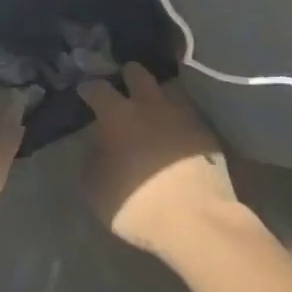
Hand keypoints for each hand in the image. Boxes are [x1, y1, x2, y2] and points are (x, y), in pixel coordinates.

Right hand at [77, 64, 241, 262]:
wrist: (196, 219)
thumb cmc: (136, 203)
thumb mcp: (96, 190)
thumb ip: (92, 161)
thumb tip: (97, 148)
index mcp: (118, 115)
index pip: (97, 88)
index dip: (88, 88)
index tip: (84, 91)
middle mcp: (150, 105)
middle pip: (137, 73)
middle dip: (127, 76)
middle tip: (122, 86)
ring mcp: (183, 116)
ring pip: (166, 92)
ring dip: (156, 99)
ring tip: (152, 113)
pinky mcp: (207, 133)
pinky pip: (187, 117)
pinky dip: (178, 123)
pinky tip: (176, 137)